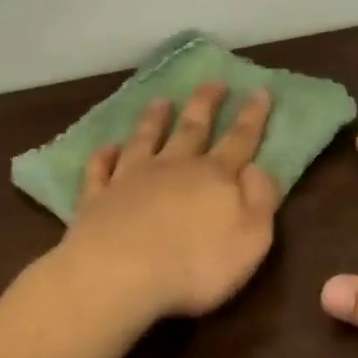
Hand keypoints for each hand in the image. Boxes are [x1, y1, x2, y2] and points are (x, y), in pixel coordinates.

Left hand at [57, 84, 279, 320]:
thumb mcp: (251, 237)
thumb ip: (260, 199)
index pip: (240, 140)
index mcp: (214, 176)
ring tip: (160, 101)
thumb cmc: (196, 264)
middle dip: (206, 104)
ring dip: (154, 120)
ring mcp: (131, 180)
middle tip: (213, 82)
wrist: (119, 275)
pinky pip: (100, 170)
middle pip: (192, 129)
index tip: (260, 90)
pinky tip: (106, 148)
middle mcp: (173, 168)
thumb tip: (258, 168)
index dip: (253, 116)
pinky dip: (104, 156)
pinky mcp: (97, 199)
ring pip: (145, 140)